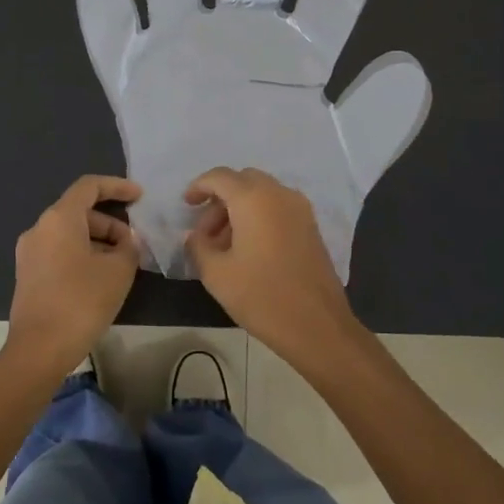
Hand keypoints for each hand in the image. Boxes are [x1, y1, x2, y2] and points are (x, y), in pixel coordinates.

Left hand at [6, 175, 142, 375]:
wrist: (39, 348)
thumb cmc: (82, 301)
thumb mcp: (119, 271)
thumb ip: (129, 247)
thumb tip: (126, 242)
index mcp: (59, 218)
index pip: (89, 186)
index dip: (117, 187)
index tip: (140, 196)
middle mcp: (39, 228)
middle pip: (80, 212)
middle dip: (110, 224)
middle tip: (133, 247)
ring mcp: (29, 252)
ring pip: (70, 234)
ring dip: (98, 242)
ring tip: (121, 266)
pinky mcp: (28, 274)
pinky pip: (59, 252)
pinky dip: (82, 255)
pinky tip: (100, 279)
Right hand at [184, 167, 365, 363]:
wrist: (316, 326)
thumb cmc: (261, 296)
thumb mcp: (216, 274)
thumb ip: (198, 246)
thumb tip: (195, 235)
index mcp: (254, 199)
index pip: (220, 177)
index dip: (199, 186)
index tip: (186, 205)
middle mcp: (279, 194)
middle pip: (243, 181)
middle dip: (220, 199)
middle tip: (205, 231)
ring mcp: (300, 210)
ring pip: (262, 194)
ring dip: (239, 209)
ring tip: (223, 245)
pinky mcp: (311, 227)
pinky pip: (278, 208)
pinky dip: (259, 217)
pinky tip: (248, 249)